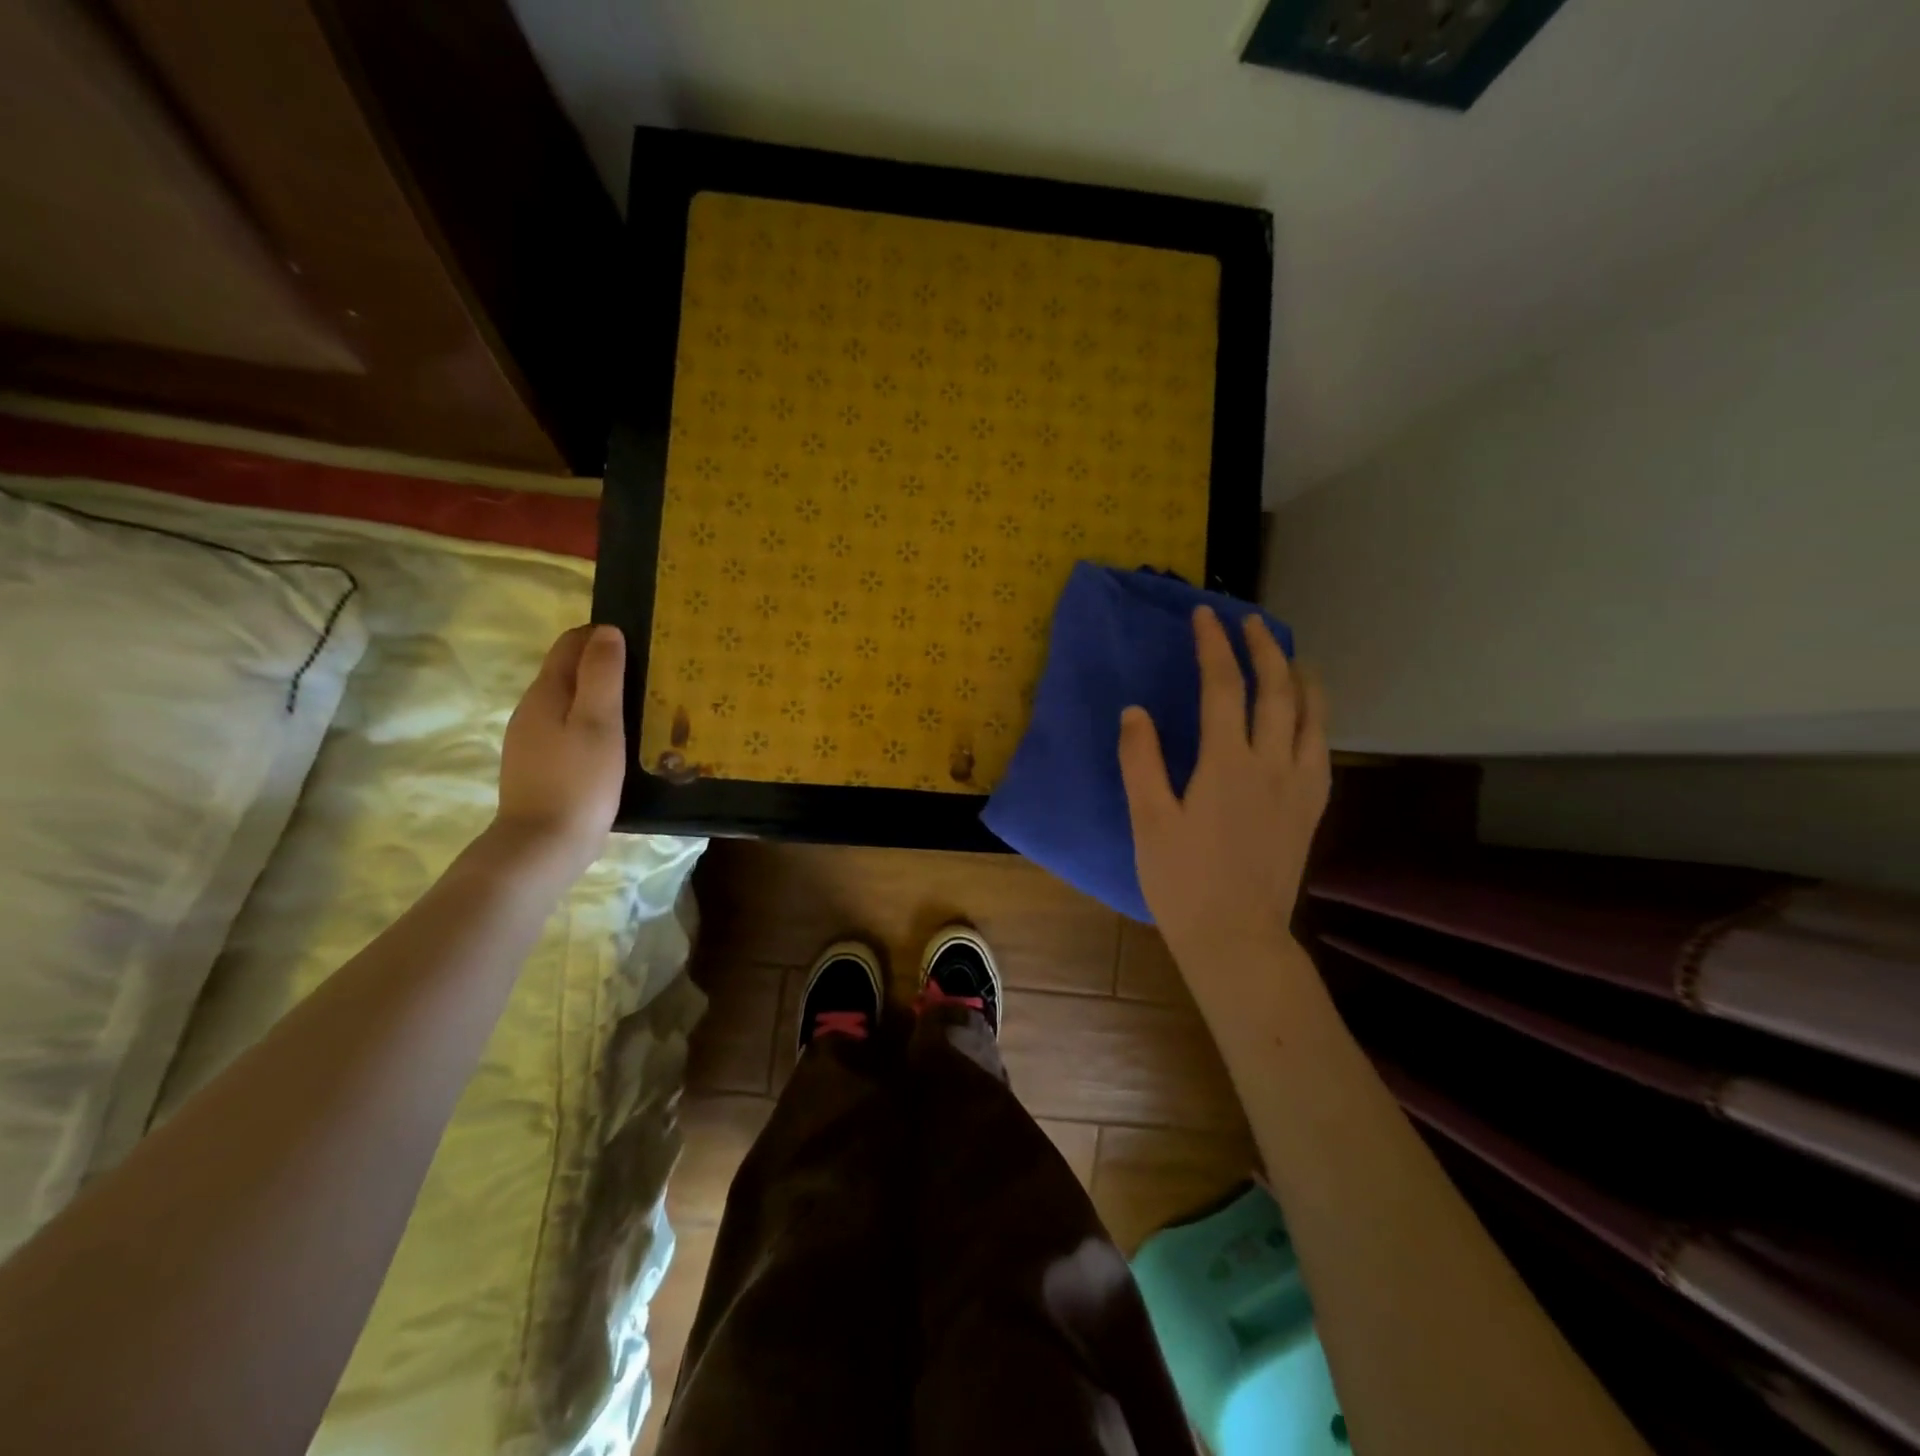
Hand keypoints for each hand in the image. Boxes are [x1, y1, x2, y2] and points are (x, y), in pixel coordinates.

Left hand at [493, 625, 627, 876]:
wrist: (543, 845)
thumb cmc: (579, 780)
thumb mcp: (599, 722)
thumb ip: (602, 674)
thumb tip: (607, 631)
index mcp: (546, 692)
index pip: (571, 643)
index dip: (604, 637)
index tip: (642, 648)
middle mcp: (532, 709)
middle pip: (568, 671)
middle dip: (604, 666)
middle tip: (649, 679)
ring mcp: (532, 739)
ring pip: (569, 702)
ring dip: (600, 697)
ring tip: (640, 710)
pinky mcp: (540, 765)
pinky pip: (568, 729)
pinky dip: (592, 724)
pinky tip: (615, 744)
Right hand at [1118, 607, 1329, 980]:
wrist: (1237, 938)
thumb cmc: (1182, 882)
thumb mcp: (1148, 821)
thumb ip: (1141, 761)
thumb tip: (1136, 711)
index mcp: (1226, 764)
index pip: (1223, 687)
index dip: (1214, 646)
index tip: (1205, 616)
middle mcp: (1272, 764)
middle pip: (1277, 691)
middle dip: (1265, 649)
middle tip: (1252, 622)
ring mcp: (1300, 786)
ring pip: (1312, 716)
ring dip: (1302, 678)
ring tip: (1291, 658)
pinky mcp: (1312, 809)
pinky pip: (1322, 749)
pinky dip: (1317, 719)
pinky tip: (1309, 718)